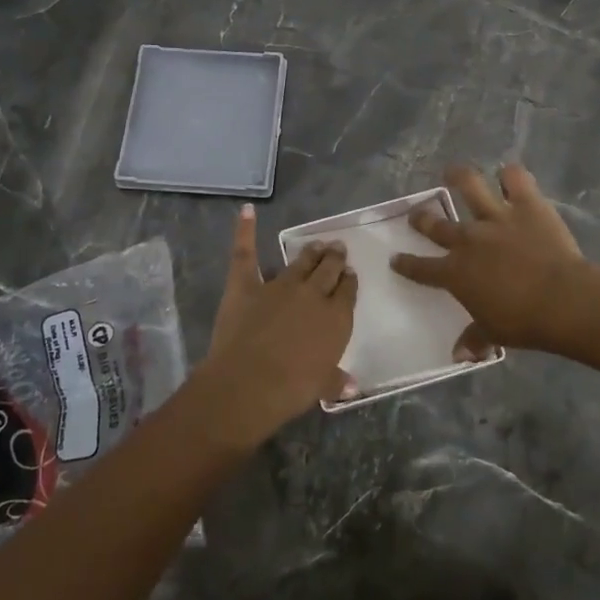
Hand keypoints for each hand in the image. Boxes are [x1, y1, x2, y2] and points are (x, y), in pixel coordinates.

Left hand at [195, 205, 357, 449]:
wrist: (250, 382)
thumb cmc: (292, 389)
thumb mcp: (322, 387)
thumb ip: (337, 381)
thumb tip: (354, 387)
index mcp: (336, 318)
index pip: (347, 292)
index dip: (349, 282)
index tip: (350, 274)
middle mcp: (312, 295)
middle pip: (328, 270)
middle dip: (334, 258)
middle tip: (337, 248)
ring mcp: (279, 285)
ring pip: (300, 261)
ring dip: (310, 252)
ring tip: (317, 243)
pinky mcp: (246, 285)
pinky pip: (245, 253)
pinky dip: (245, 230)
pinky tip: (246, 211)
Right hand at [391, 164, 587, 355]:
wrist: (561, 300)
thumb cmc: (523, 322)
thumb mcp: (493, 333)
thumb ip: (474, 339)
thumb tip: (459, 356)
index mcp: (455, 273)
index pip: (421, 268)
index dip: (406, 264)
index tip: (395, 258)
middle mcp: (468, 240)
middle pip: (436, 225)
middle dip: (422, 219)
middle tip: (416, 214)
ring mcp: (496, 218)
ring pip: (469, 187)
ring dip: (459, 177)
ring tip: (452, 172)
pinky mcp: (526, 205)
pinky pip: (516, 180)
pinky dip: (512, 175)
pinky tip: (510, 173)